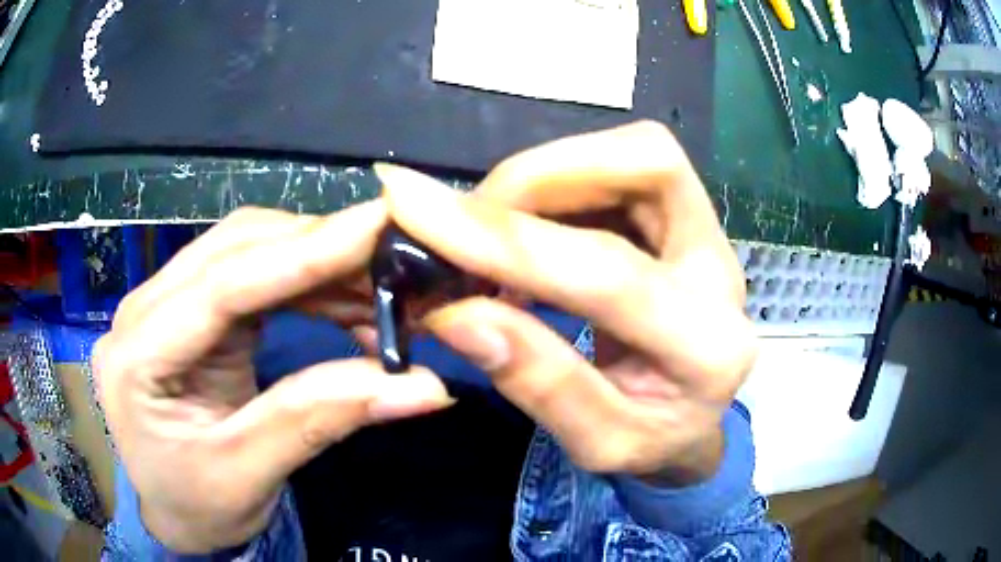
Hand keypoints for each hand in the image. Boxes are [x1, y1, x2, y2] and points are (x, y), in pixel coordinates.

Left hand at [92, 203, 452, 552]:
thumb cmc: (195, 506)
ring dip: (316, 260)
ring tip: (382, 287)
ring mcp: (166, 304)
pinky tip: (345, 301)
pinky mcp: (192, 311)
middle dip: (318, 246)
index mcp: (138, 357)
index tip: (378, 227)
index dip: (303, 255)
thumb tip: (421, 385)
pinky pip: (252, 275)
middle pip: (234, 249)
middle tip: (397, 256)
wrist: (170, 512)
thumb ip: (319, 420)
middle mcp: (145, 311)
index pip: (222, 287)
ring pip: (246, 250)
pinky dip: (305, 281)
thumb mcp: (249, 476)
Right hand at [379, 122, 755, 483]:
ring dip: (544, 175)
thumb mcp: (597, 443)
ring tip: (490, 227)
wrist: (693, 420)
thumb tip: (453, 313)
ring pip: (633, 153)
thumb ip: (536, 381)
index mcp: (707, 347)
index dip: (503, 239)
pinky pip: (617, 167)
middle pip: (648, 164)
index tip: (410, 206)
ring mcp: (706, 233)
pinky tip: (523, 226)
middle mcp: (719, 270)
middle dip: (541, 174)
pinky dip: (555, 184)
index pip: (607, 272)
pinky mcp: (682, 217)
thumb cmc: (652, 439)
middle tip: (471, 220)